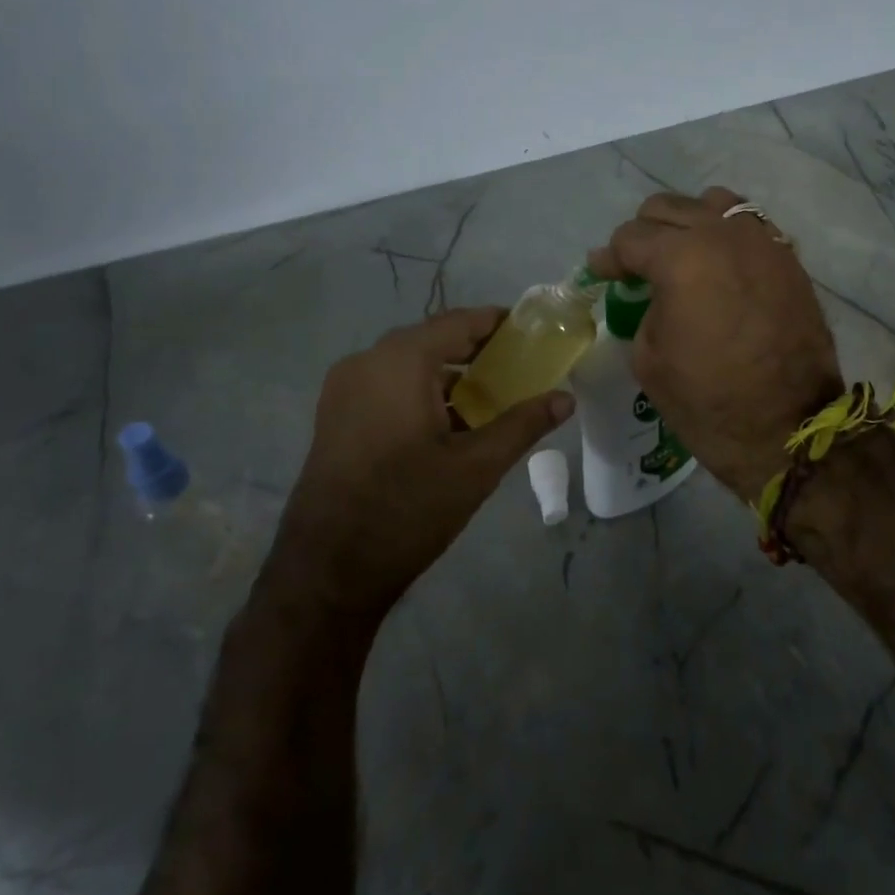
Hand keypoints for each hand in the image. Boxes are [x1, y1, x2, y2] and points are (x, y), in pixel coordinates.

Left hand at [279, 308, 573, 613]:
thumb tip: (566, 399)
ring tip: (492, 397)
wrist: (328, 572)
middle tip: (520, 368)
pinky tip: (451, 422)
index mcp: (399, 362)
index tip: (533, 333)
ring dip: (450, 374)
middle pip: (433, 340)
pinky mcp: (336, 416)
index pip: (459, 322)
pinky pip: (388, 386)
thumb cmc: (408, 509)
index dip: (498, 323)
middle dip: (477, 350)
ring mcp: (344, 389)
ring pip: (409, 365)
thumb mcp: (476, 467)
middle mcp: (366, 362)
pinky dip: (422, 392)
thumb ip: (523, 425)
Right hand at [588, 188, 841, 497]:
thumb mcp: (649, 358)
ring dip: (689, 224)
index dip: (609, 257)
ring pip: (713, 204)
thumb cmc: (708, 401)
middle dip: (645, 234)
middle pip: (669, 207)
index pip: (631, 238)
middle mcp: (722, 235)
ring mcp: (762, 242)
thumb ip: (644, 309)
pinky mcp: (788, 259)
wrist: (788, 428)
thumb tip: (651, 294)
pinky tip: (720, 266)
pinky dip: (726, 236)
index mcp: (681, 258)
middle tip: (637, 267)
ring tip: (683, 257)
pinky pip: (749, 227)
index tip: (602, 273)